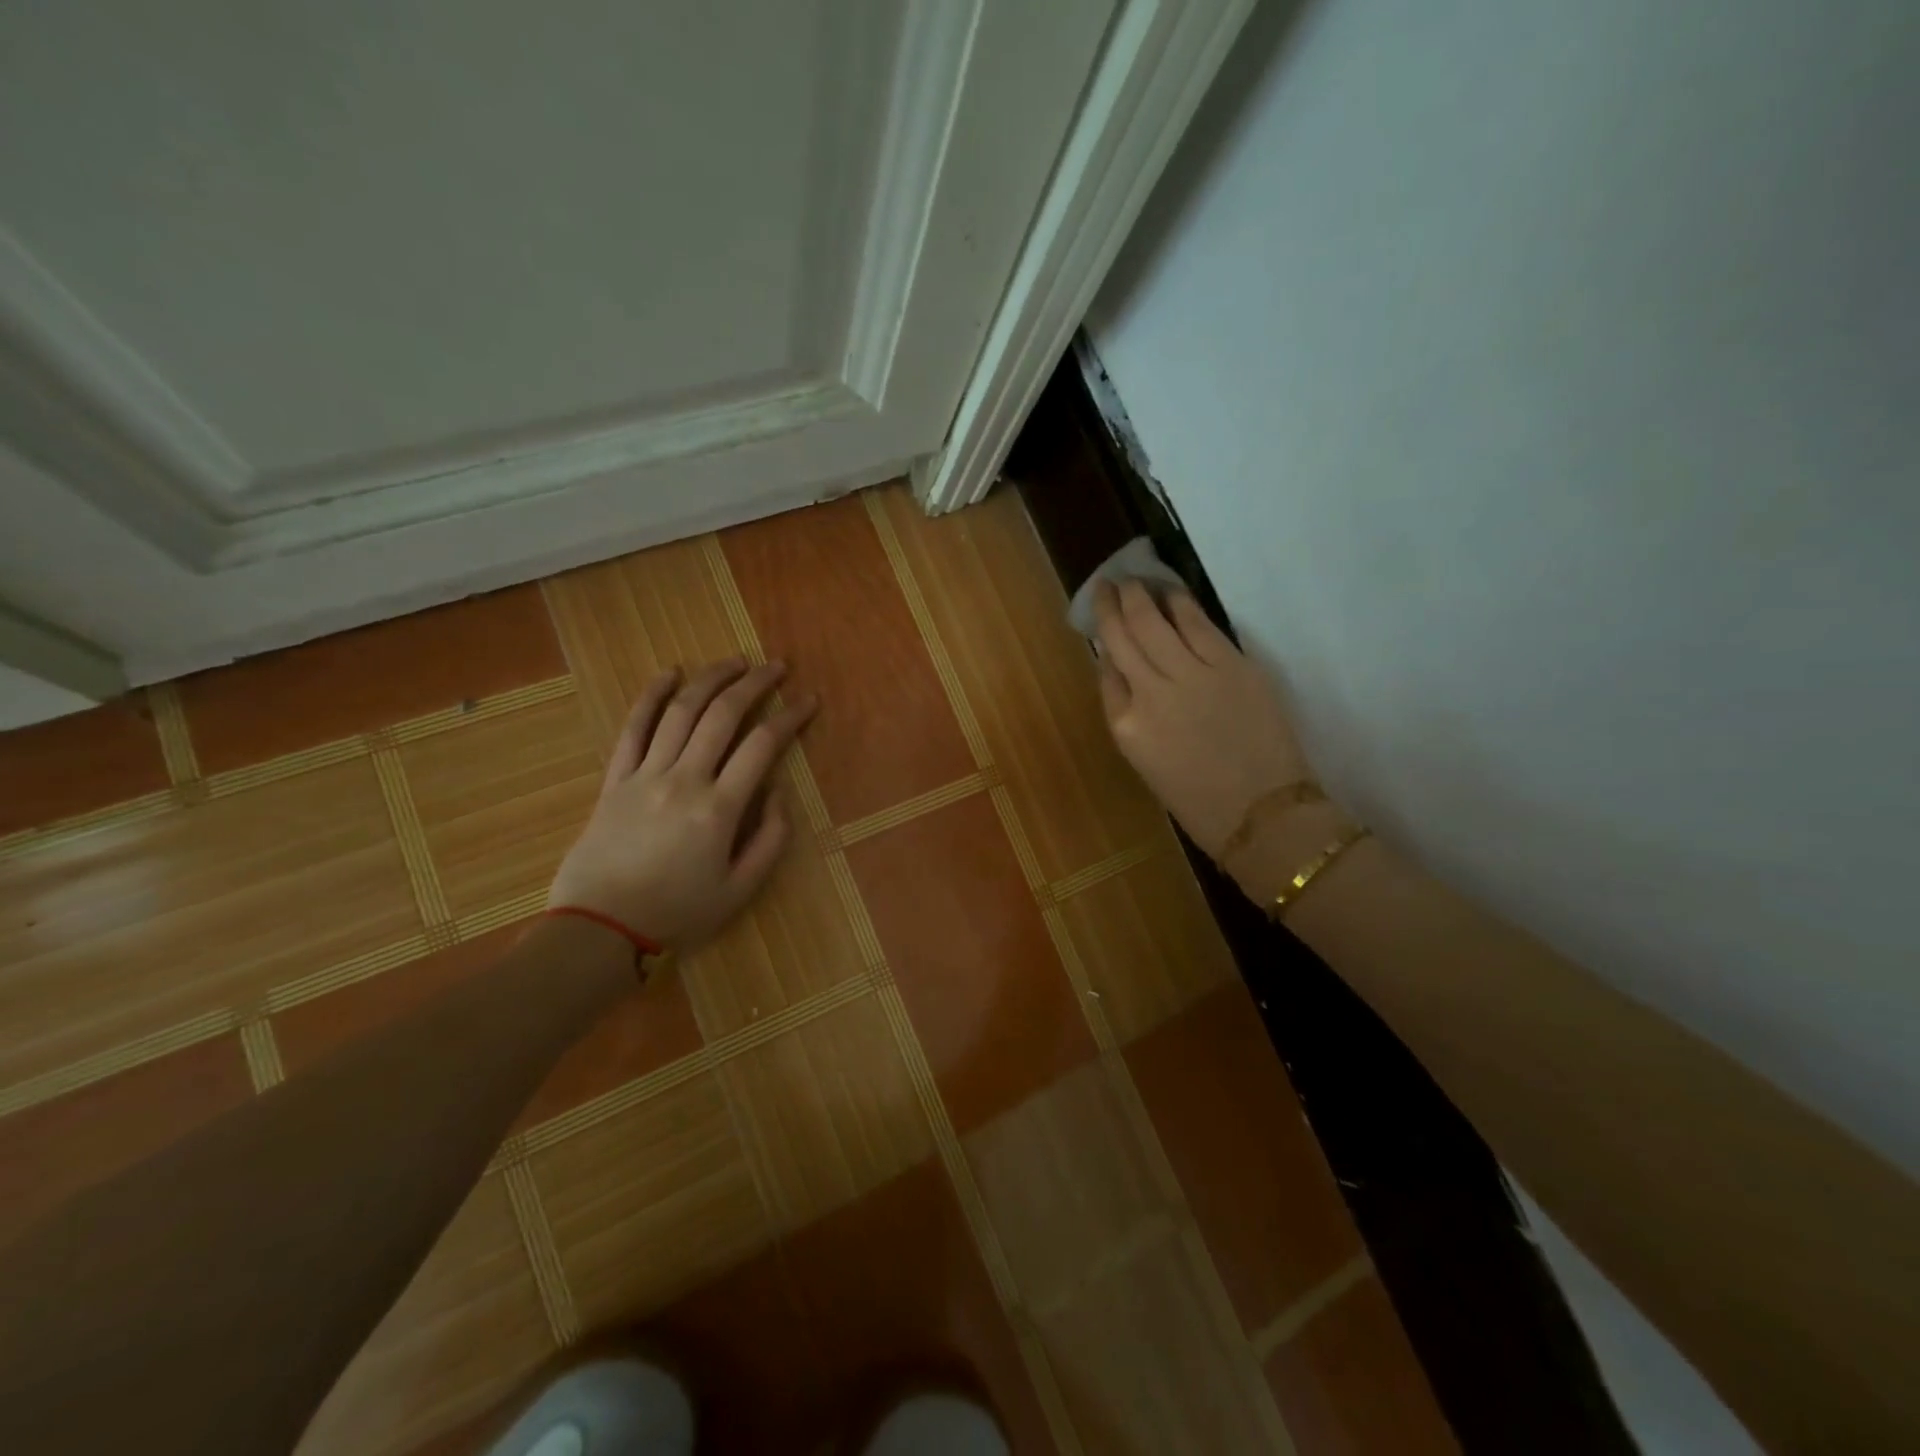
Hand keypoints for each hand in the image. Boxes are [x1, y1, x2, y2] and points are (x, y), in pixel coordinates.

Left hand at [548, 659, 817, 949]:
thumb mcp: (740, 890)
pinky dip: (652, 696)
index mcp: (720, 808)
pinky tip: (670, 674)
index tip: (809, 700)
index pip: (762, 745)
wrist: (599, 929)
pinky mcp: (615, 779)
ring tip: (734, 662)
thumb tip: (777, 793)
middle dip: (755, 684)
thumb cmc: (676, 913)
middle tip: (776, 667)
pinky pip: (634, 728)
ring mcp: (645, 775)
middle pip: (723, 715)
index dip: (790, 717)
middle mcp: (684, 779)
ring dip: (710, 679)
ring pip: (681, 711)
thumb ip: (770, 840)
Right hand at [1093, 580, 1310, 861]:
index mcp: (1126, 726)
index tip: (1103, 625)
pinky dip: (1180, 604)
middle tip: (1108, 584)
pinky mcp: (1231, 665)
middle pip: (1123, 637)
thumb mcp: (1146, 763)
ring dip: (1139, 596)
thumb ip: (1130, 715)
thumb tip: (1124, 671)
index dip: (1103, 643)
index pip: (1106, 672)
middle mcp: (1150, 694)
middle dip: (1112, 606)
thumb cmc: (1199, 801)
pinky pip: (1197, 624)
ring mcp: (1191, 675)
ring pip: (1154, 622)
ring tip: (1132, 580)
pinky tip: (1171, 592)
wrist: (1263, 814)